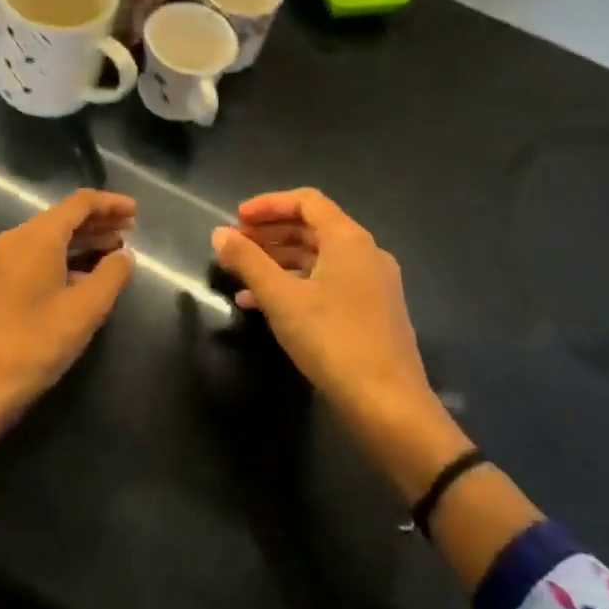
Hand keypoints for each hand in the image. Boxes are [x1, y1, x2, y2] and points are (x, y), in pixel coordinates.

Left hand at [0, 190, 135, 480]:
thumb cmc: (32, 344)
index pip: (79, 203)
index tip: (136, 212)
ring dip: (82, 241)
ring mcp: (1, 262)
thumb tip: (125, 255)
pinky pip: (37, 257)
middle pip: (62, 218)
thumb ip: (111, 276)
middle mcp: (15, 240)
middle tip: (131, 231)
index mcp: (36, 237)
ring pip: (49, 238)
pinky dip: (64, 258)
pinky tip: (83, 277)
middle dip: (98, 221)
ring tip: (115, 251)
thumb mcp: (84, 311)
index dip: (110, 203)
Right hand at [213, 189, 461, 499]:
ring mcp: (372, 284)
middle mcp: (366, 253)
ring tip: (241, 277)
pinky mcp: (372, 313)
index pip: (306, 202)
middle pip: (312, 228)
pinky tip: (263, 306)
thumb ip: (248, 261)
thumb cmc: (332, 340)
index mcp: (349, 240)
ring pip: (318, 258)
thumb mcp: (280, 298)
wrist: (388, 406)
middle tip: (235, 246)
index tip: (236, 219)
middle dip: (269, 234)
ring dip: (278, 261)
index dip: (268, 205)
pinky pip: (327, 283)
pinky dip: (295, 285)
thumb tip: (219, 233)